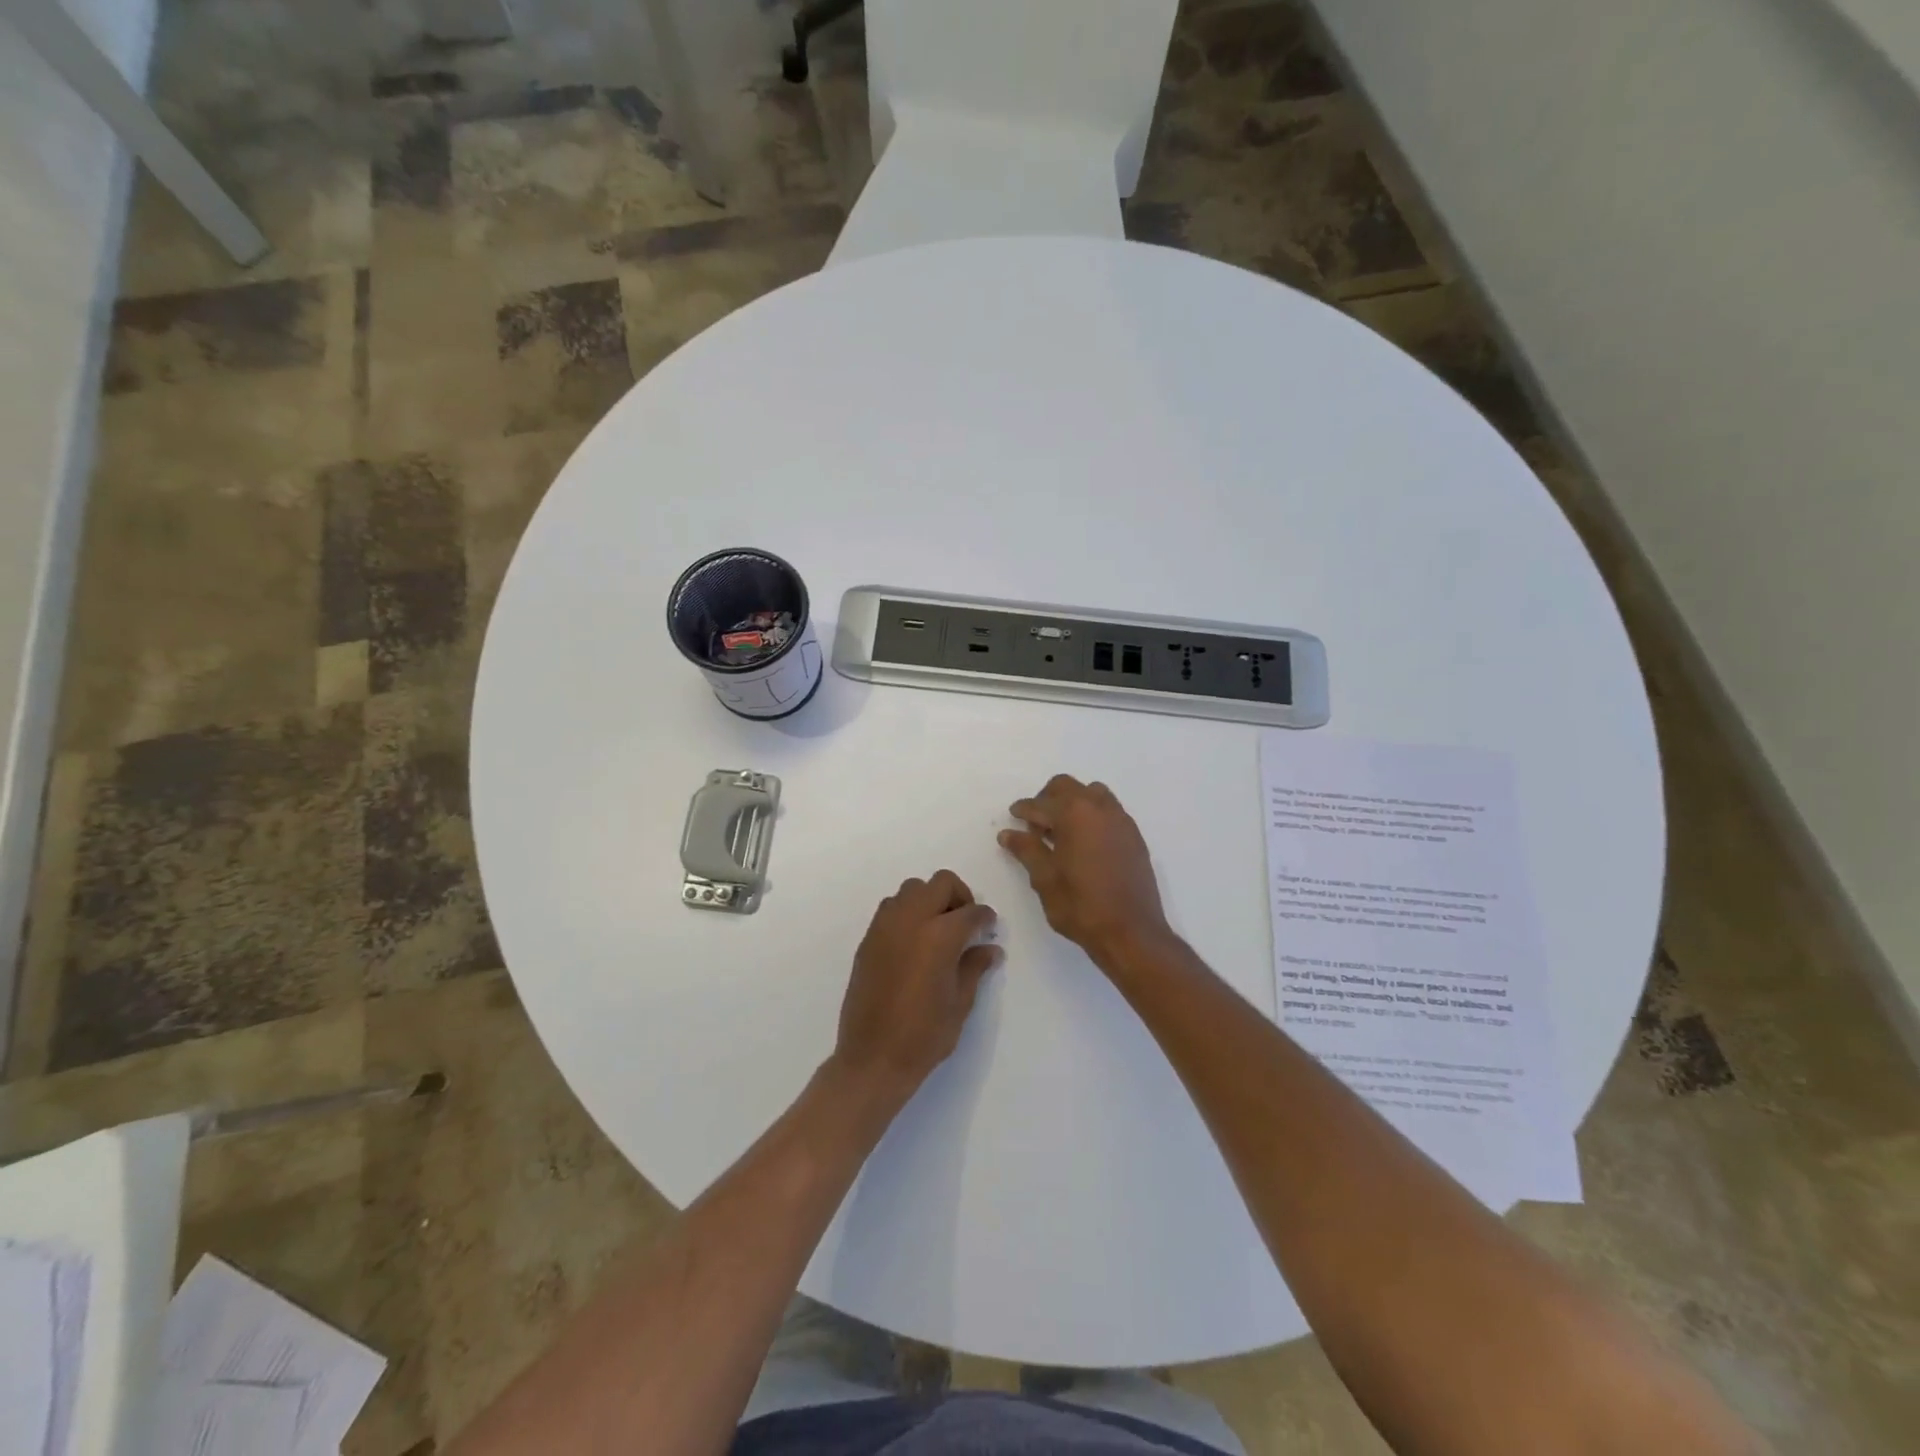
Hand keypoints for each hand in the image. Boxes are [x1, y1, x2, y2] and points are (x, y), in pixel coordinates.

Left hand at [833, 870, 1000, 1102]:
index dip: (985, 918)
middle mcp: (911, 920)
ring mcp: (885, 926)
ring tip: (938, 930)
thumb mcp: (960, 1003)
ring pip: (912, 889)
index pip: (971, 912)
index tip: (989, 928)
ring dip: (930, 900)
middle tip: (966, 923)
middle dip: (959, 896)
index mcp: (940, 936)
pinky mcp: (868, 939)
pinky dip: (908, 912)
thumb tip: (990, 948)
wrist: (872, 1058)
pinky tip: (915, 942)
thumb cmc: (924, 1035)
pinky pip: (891, 908)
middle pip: (940, 883)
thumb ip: (974, 967)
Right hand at [999, 775, 1172, 968]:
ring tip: (1061, 831)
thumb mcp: (1045, 879)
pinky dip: (1092, 816)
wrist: (1131, 932)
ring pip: (1092, 794)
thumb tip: (1008, 833)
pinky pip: (1109, 811)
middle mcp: (1100, 808)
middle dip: (1047, 799)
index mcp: (1074, 814)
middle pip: (1067, 787)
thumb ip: (1026, 850)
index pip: (1040, 804)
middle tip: (1035, 823)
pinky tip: (1084, 843)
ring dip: (1073, 804)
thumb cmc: (1081, 906)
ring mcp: (1121, 820)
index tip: (1013, 817)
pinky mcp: (1134, 836)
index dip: (1023, 810)